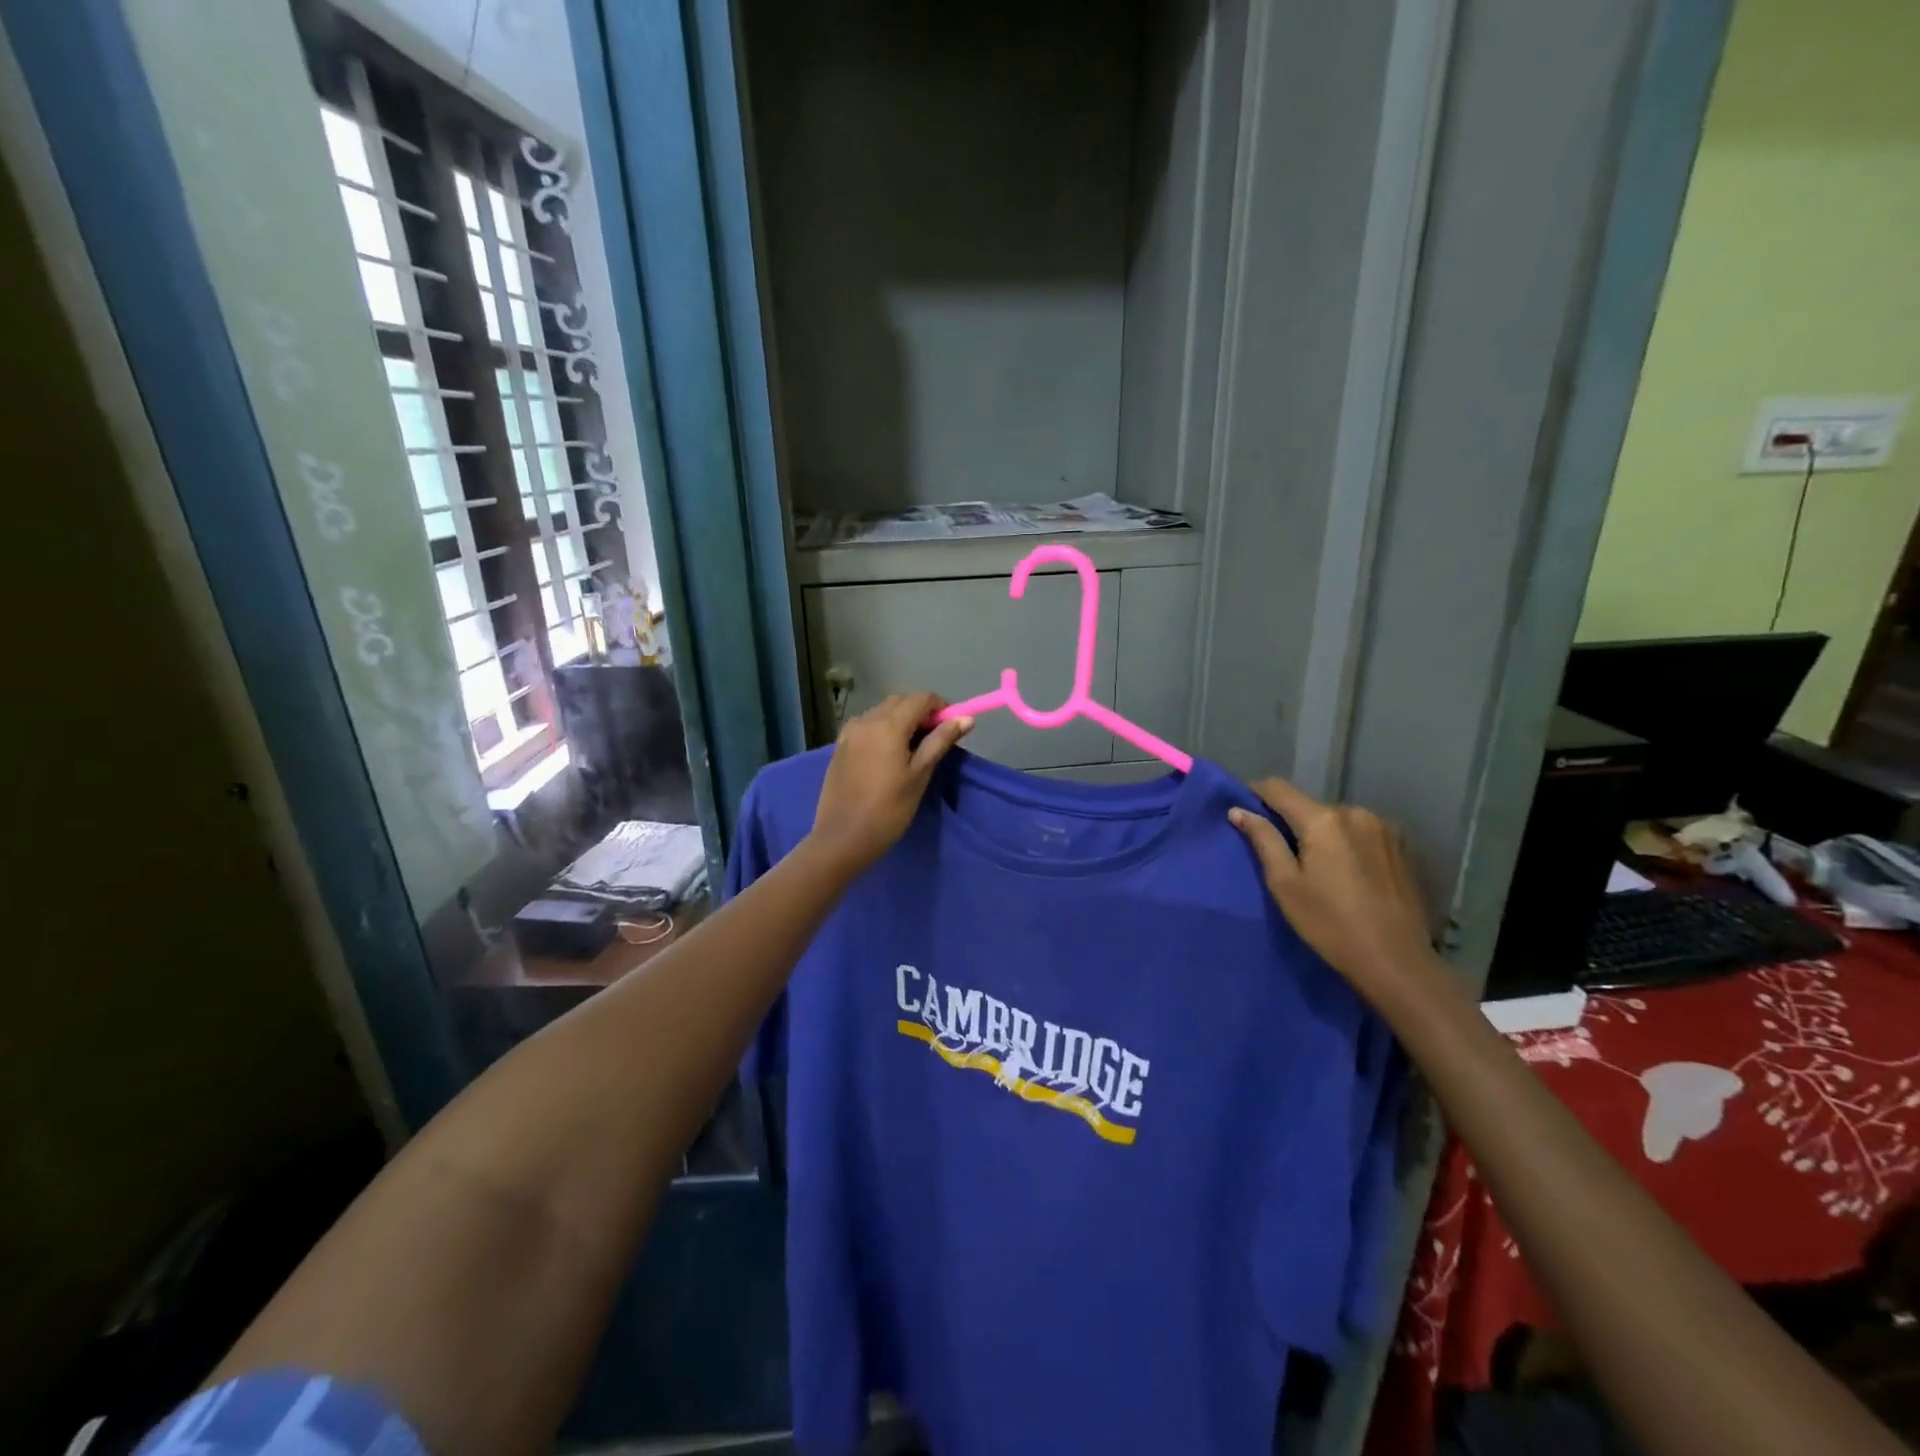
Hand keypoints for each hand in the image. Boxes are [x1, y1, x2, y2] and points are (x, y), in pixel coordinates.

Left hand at [807, 693, 972, 874]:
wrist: (843, 837)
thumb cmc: (889, 809)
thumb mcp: (920, 774)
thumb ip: (941, 741)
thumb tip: (966, 719)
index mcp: (888, 724)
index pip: (921, 698)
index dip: (940, 708)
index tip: (950, 728)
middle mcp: (866, 719)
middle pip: (900, 701)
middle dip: (920, 712)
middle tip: (933, 740)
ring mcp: (850, 732)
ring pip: (882, 711)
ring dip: (901, 719)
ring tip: (911, 750)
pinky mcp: (840, 745)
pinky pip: (867, 725)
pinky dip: (883, 729)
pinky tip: (888, 755)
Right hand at [1228, 777, 1440, 1011]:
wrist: (1396, 961)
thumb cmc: (1329, 924)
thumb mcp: (1285, 884)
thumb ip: (1263, 840)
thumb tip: (1238, 811)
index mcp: (1323, 820)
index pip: (1279, 789)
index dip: (1257, 794)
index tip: (1245, 810)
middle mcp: (1356, 813)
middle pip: (1311, 806)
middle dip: (1294, 822)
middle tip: (1285, 855)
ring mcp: (1385, 828)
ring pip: (1339, 820)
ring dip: (1325, 834)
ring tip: (1322, 868)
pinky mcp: (1403, 847)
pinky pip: (1364, 834)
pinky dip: (1350, 844)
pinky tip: (1351, 875)